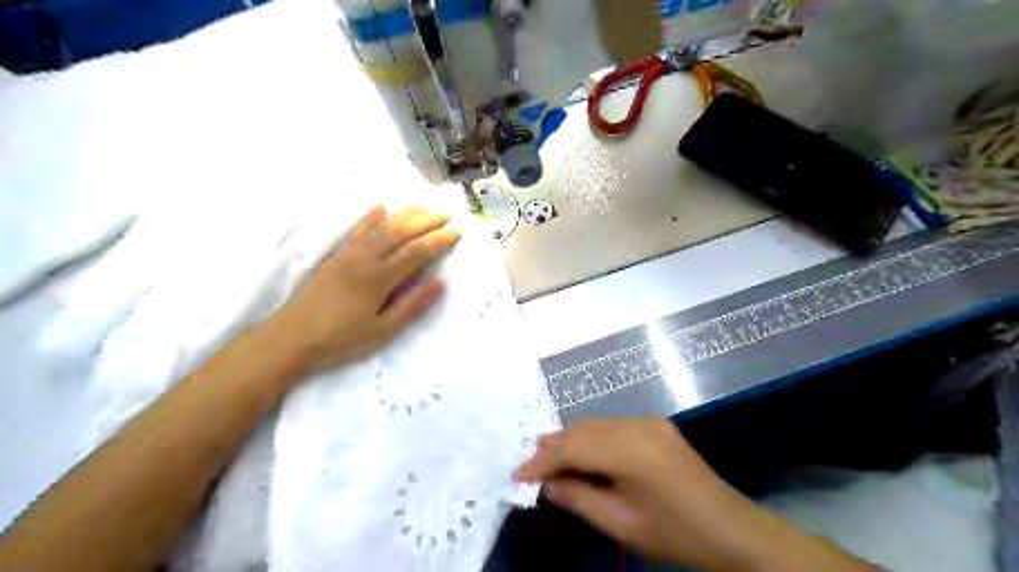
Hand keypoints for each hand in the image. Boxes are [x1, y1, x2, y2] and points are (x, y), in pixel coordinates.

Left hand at [273, 206, 459, 369]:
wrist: (291, 337)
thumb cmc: (341, 339)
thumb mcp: (382, 330)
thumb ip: (412, 306)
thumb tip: (440, 283)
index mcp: (380, 278)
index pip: (417, 252)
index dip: (438, 240)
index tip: (456, 232)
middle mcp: (366, 259)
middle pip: (401, 233)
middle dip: (426, 221)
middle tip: (446, 213)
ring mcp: (348, 254)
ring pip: (381, 227)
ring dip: (404, 214)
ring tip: (423, 206)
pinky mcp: (335, 256)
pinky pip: (356, 230)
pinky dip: (370, 218)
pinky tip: (380, 209)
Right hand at [513, 416, 862, 571]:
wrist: (731, 528)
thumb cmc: (675, 533)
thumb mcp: (622, 523)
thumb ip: (579, 499)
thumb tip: (546, 485)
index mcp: (631, 451)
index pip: (573, 448)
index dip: (542, 461)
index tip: (518, 475)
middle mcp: (637, 426)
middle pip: (582, 430)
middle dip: (553, 447)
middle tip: (529, 466)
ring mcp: (649, 422)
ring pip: (596, 424)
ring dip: (571, 440)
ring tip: (548, 458)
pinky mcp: (656, 425)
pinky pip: (612, 426)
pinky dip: (592, 438)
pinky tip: (582, 453)